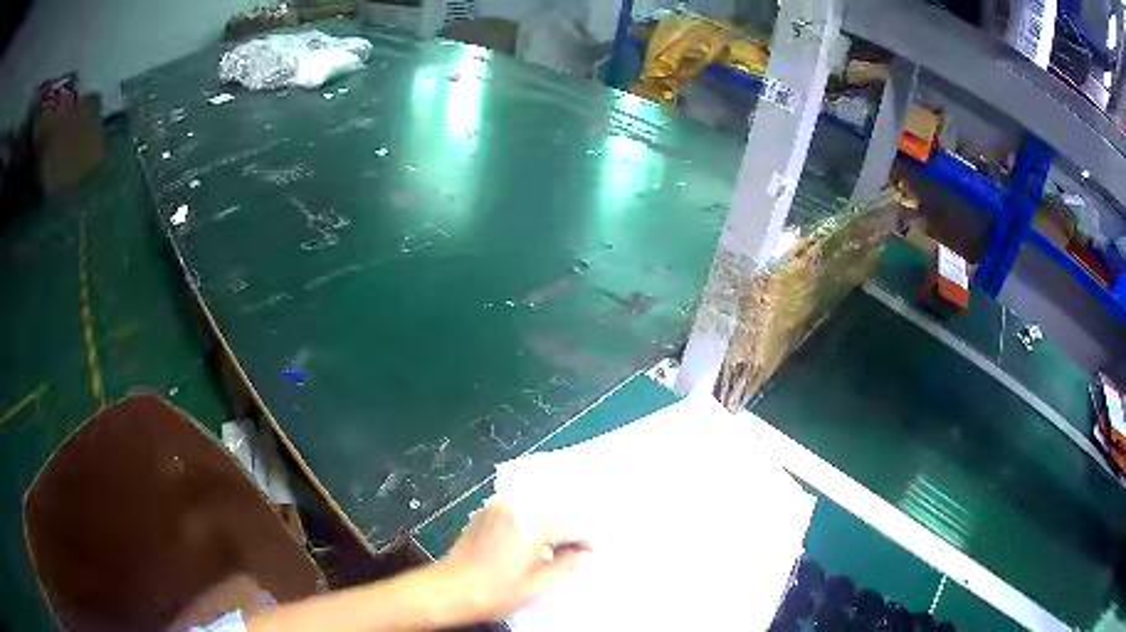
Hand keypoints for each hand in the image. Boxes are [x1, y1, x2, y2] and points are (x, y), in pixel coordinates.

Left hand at [436, 500, 589, 622]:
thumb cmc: (494, 592)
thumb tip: (585, 555)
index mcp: (532, 523)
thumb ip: (568, 566)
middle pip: (558, 510)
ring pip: (540, 507)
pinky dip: (533, 520)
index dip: (588, 540)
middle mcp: (517, 506)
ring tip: (560, 545)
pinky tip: (536, 539)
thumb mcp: (538, 586)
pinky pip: (521, 508)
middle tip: (581, 549)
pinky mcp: (488, 510)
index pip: (574, 525)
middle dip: (571, 528)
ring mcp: (500, 505)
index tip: (594, 553)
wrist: (450, 589)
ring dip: (554, 522)